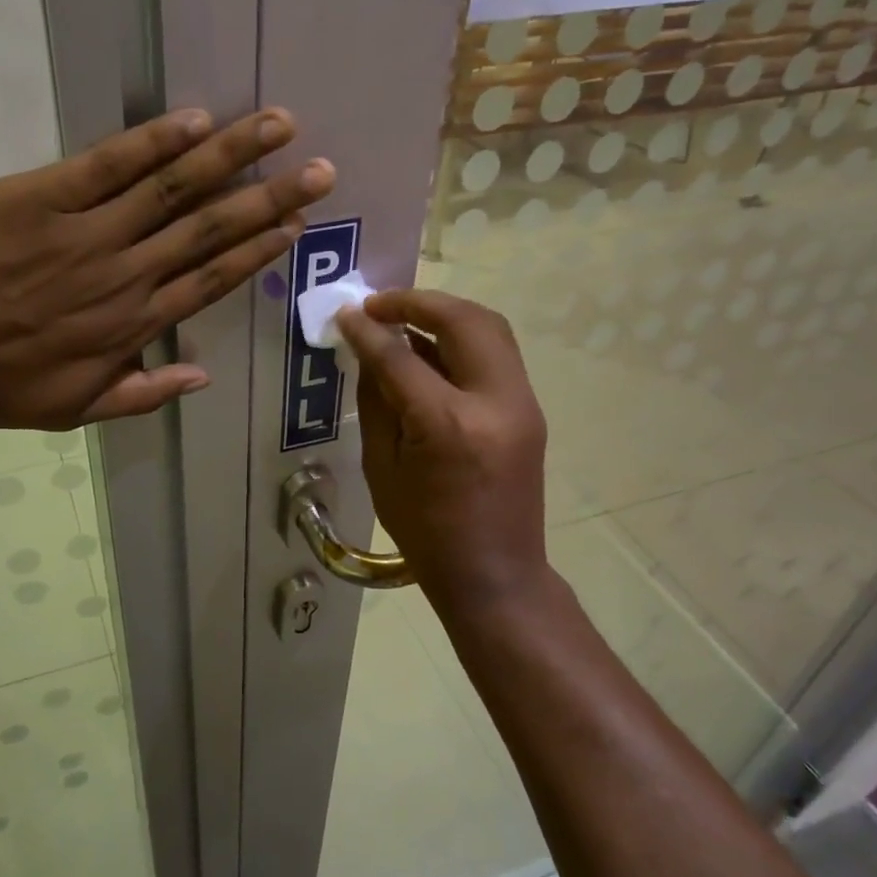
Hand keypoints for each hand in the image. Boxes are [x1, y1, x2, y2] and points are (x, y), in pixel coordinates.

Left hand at [0, 108, 332, 430]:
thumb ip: (142, 395)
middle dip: (269, 197)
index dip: (257, 250)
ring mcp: (86, 232)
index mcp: (132, 325)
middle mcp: (124, 274)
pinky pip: (108, 165)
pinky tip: (196, 120)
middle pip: (209, 229)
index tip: (296, 226)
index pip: (210, 279)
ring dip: (230, 155)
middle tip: (319, 170)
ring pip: (172, 188)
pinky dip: (154, 141)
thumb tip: (204, 376)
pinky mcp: (40, 197)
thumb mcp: (72, 411)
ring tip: (277, 126)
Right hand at [337, 290, 552, 641]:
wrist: (495, 574)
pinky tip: (432, 349)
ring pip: (489, 328)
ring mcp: (521, 403)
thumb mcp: (381, 467)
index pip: (401, 357)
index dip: (369, 330)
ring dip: (446, 313)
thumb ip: (377, 401)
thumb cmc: (424, 532)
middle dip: (417, 302)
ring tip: (405, 318)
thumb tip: (368, 352)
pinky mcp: (530, 410)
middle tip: (380, 305)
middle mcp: (494, 402)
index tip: (346, 314)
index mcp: (447, 424)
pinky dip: (463, 338)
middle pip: (462, 320)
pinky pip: (496, 354)